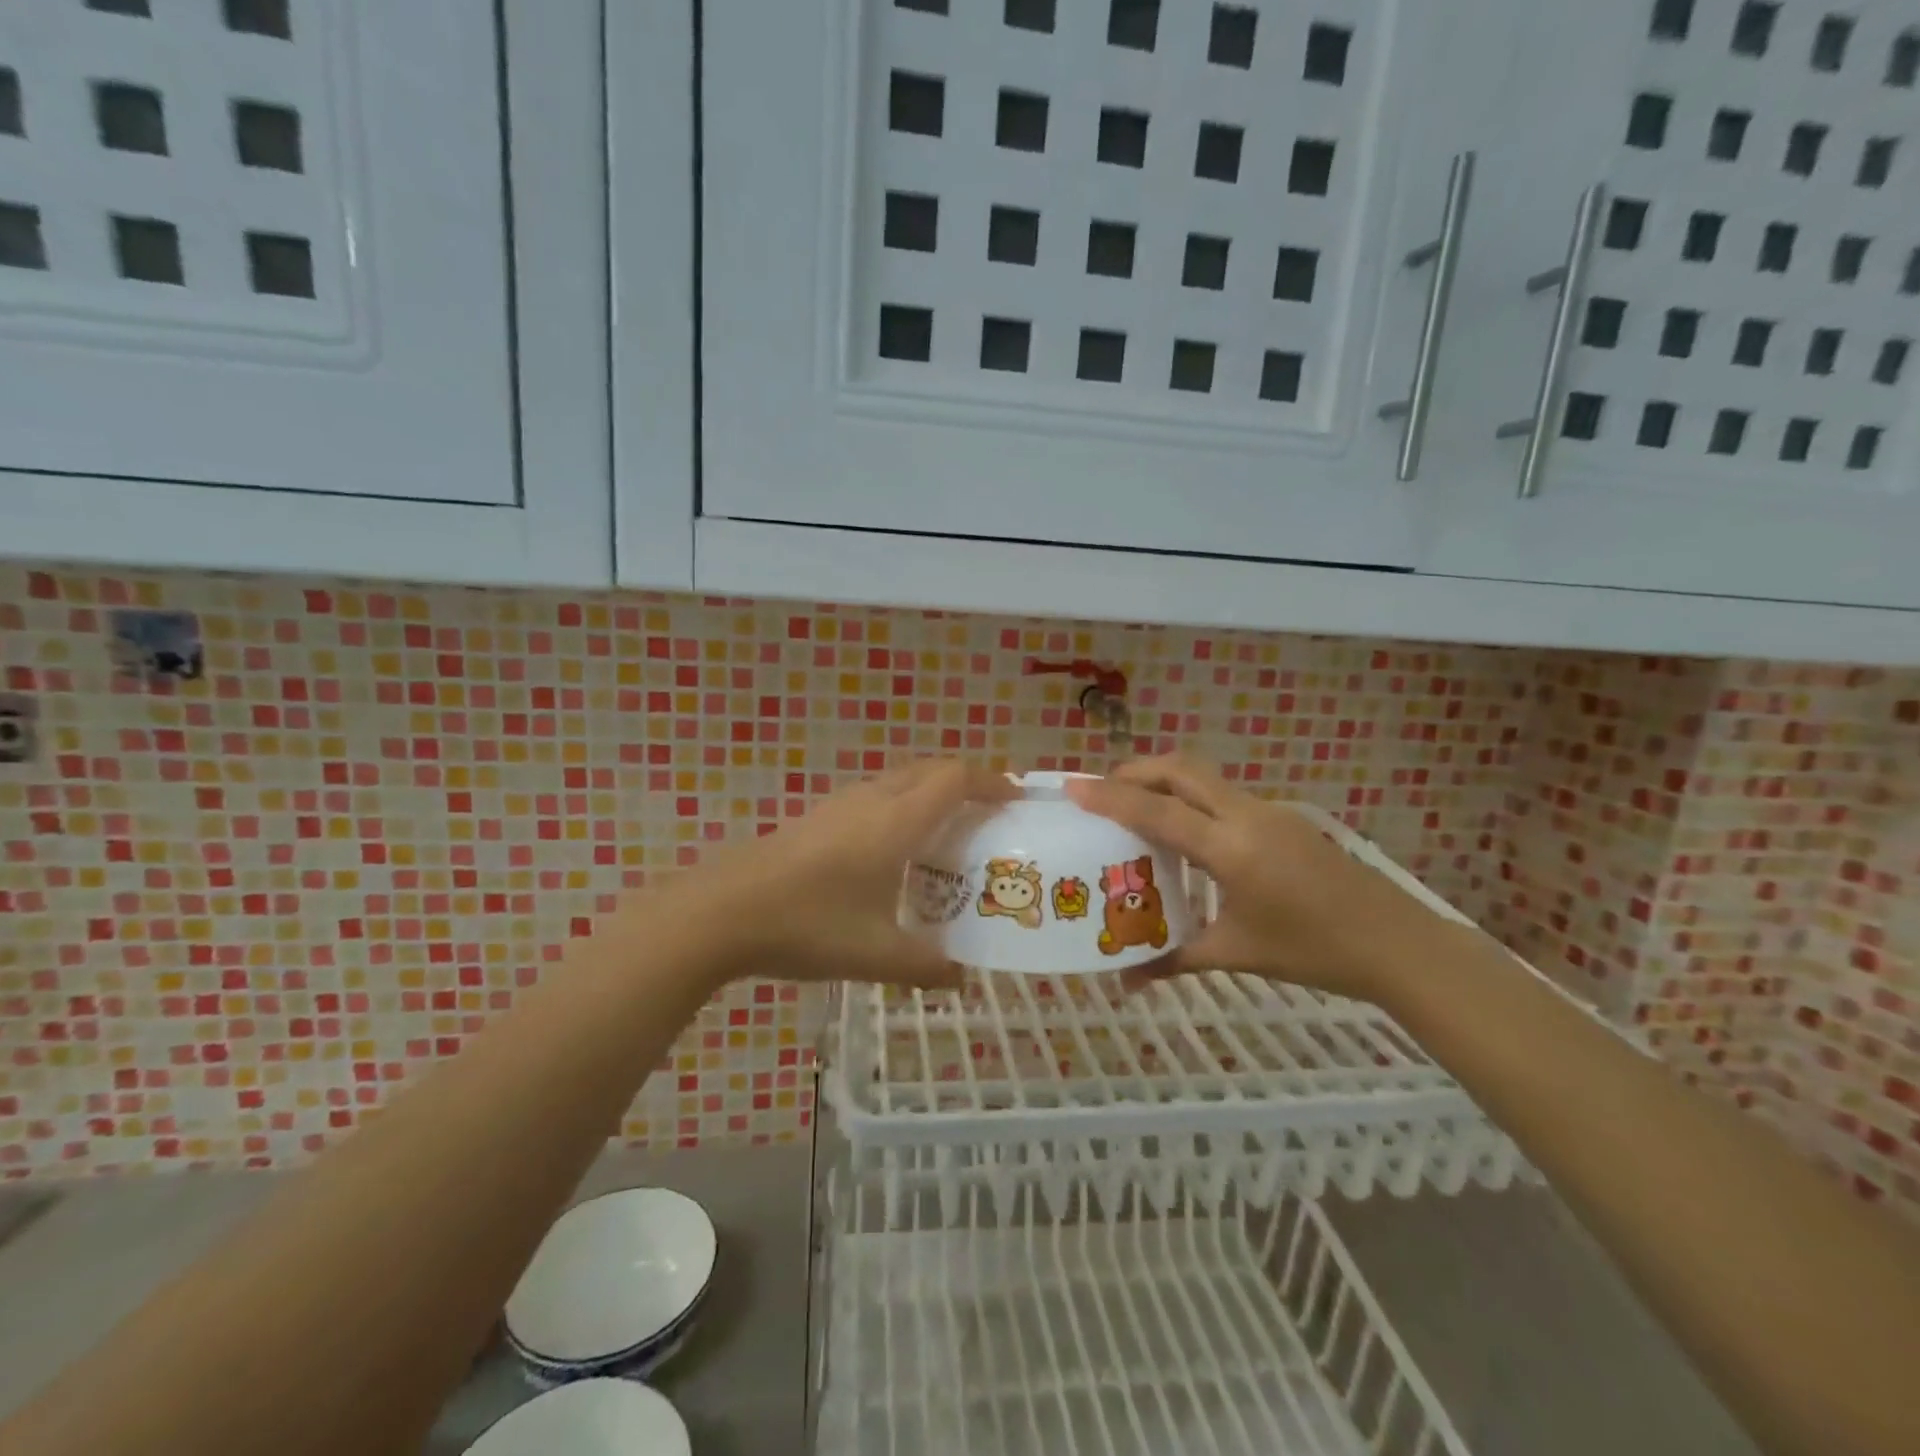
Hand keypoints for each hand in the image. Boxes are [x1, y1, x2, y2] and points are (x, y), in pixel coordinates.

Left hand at [671, 760, 1016, 991]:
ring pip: (898, 781)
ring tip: (945, 835)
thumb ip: (927, 967)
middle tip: (987, 816)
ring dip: (929, 794)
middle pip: (930, 769)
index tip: (1016, 800)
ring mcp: (839, 804)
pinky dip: (899, 808)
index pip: (956, 778)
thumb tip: (962, 980)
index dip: (991, 782)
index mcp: (897, 820)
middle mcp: (872, 799)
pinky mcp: (815, 817)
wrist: (722, 911)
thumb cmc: (809, 925)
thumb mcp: (877, 954)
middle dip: (965, 783)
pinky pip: (873, 797)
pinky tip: (890, 854)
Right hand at [1067, 755, 1444, 1001]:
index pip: (1158, 810)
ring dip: (1163, 782)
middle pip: (1180, 769)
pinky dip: (1190, 800)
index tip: (1073, 788)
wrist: (1396, 944)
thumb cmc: (1312, 951)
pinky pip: (1223, 796)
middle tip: (1101, 791)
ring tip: (1133, 808)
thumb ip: (1174, 960)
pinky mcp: (1282, 818)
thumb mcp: (1235, 954)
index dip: (1111, 796)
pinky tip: (1185, 836)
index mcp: (1230, 848)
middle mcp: (1246, 815)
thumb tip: (1124, 980)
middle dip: (1135, 771)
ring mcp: (1269, 811)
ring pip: (1203, 777)